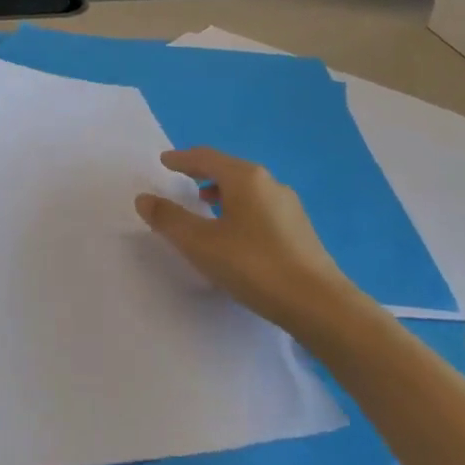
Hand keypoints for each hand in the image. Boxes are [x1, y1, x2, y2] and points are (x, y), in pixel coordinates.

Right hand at [135, 148, 356, 331]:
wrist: (321, 306)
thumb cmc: (254, 266)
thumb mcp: (200, 243)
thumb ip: (169, 219)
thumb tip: (144, 198)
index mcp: (245, 178)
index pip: (206, 157)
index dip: (182, 159)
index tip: (165, 162)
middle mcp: (269, 183)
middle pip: (228, 169)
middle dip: (203, 173)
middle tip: (182, 181)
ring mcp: (289, 207)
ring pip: (247, 190)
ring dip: (222, 193)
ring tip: (205, 207)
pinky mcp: (300, 231)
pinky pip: (260, 207)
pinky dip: (240, 209)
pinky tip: (235, 233)